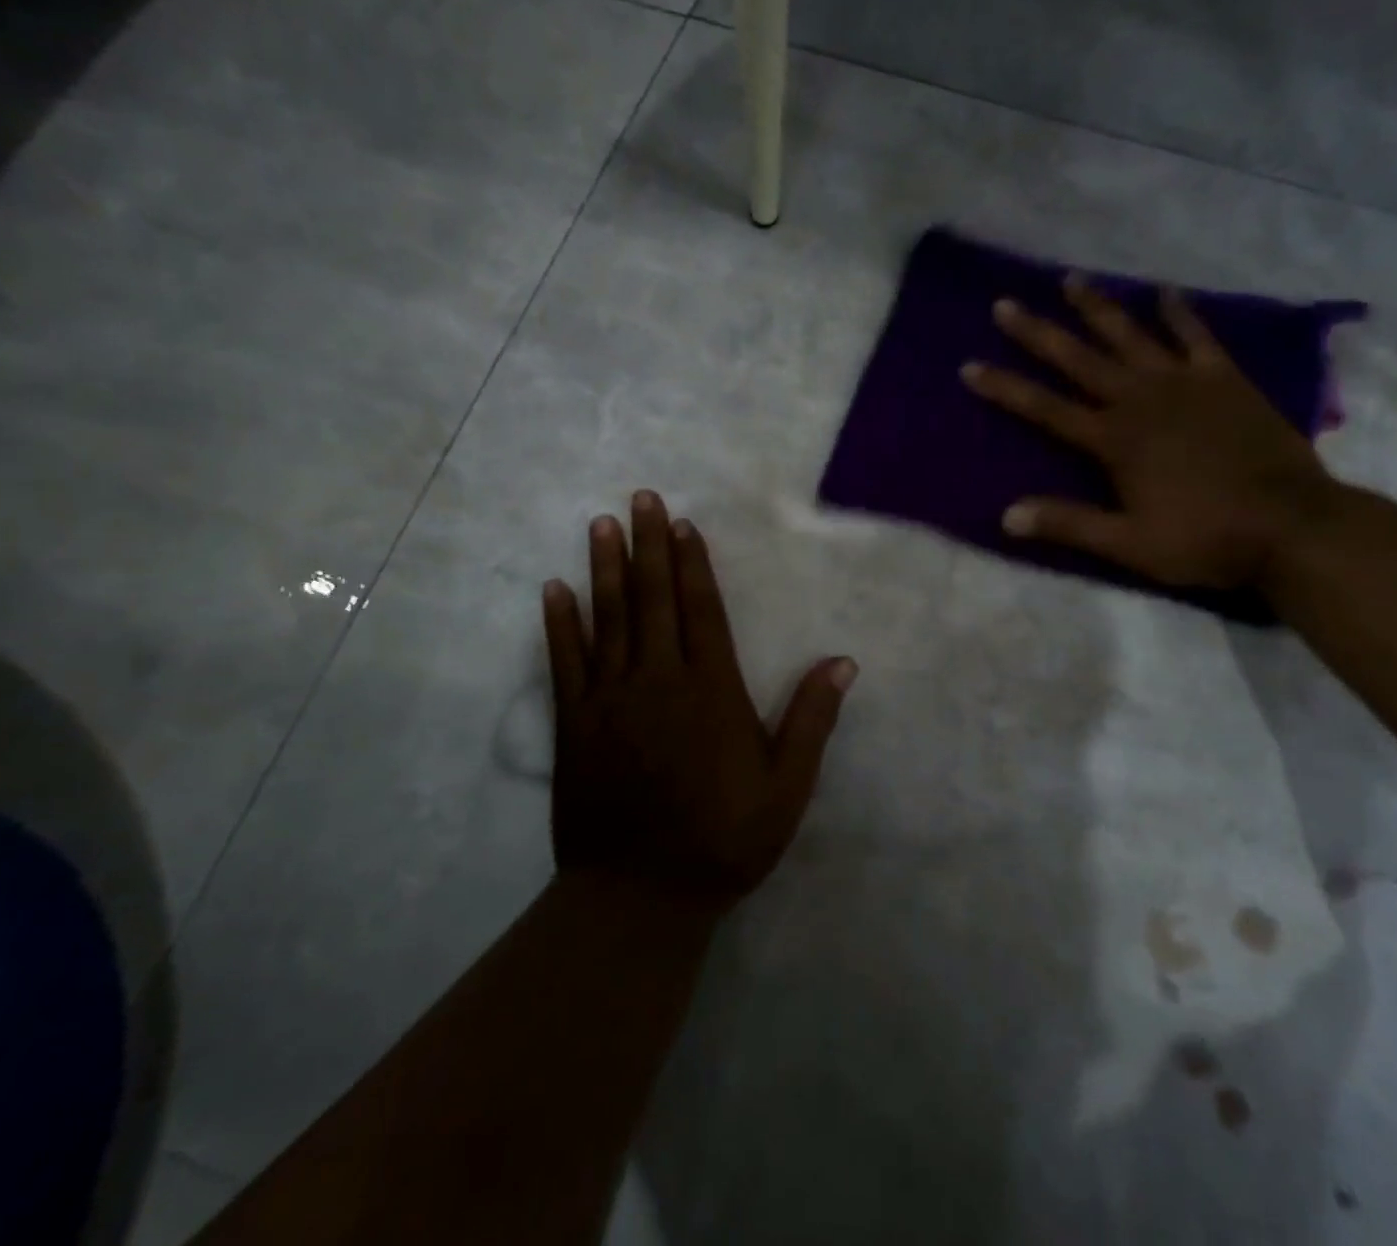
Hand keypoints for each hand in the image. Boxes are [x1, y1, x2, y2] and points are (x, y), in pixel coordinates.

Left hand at [542, 493, 856, 911]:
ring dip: (604, 568)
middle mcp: (658, 681)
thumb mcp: (786, 788)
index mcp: (711, 691)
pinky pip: (565, 661)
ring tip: (601, 524)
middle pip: (652, 600)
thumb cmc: (723, 841)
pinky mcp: (575, 724)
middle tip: (640, 497)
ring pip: (607, 618)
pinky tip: (554, 589)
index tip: (682, 524)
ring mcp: (610, 700)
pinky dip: (559, 623)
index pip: (702, 611)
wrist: (639, 898)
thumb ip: (812, 721)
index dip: (692, 564)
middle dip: (648, 545)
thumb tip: (843, 661)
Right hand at [961, 278, 1337, 590]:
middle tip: (1004, 304)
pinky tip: (1164, 291)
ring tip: (1070, 279)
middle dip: (1038, 333)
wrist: (1292, 526)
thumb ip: (1069, 524)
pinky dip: (1179, 312)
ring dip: (1098, 307)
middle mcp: (1141, 400)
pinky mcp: (1225, 379)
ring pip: (1130, 336)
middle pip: (1079, 359)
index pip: (1045, 408)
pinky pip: (1196, 336)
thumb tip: (1006, 516)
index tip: (970, 366)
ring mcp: (1185, 383)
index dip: (1005, 388)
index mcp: (1114, 440)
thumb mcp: (1129, 544)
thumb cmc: (1205, 538)